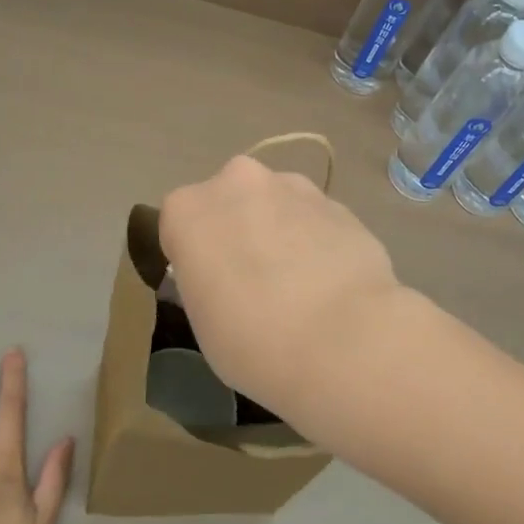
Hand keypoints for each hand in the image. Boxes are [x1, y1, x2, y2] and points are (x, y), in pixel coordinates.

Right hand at [159, 155, 402, 424]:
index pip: (179, 224)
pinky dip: (318, 241)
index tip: (210, 287)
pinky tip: (331, 283)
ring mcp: (293, 187)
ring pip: (276, 204)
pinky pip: (315, 220)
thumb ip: (206, 280)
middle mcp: (238, 182)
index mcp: (188, 209)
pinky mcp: (338, 203)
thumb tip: (226, 274)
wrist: (344, 340)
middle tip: (255, 281)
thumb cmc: (253, 341)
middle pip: (230, 201)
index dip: (195, 255)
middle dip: (240, 229)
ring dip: (281, 230)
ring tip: (301, 284)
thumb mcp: (202, 320)